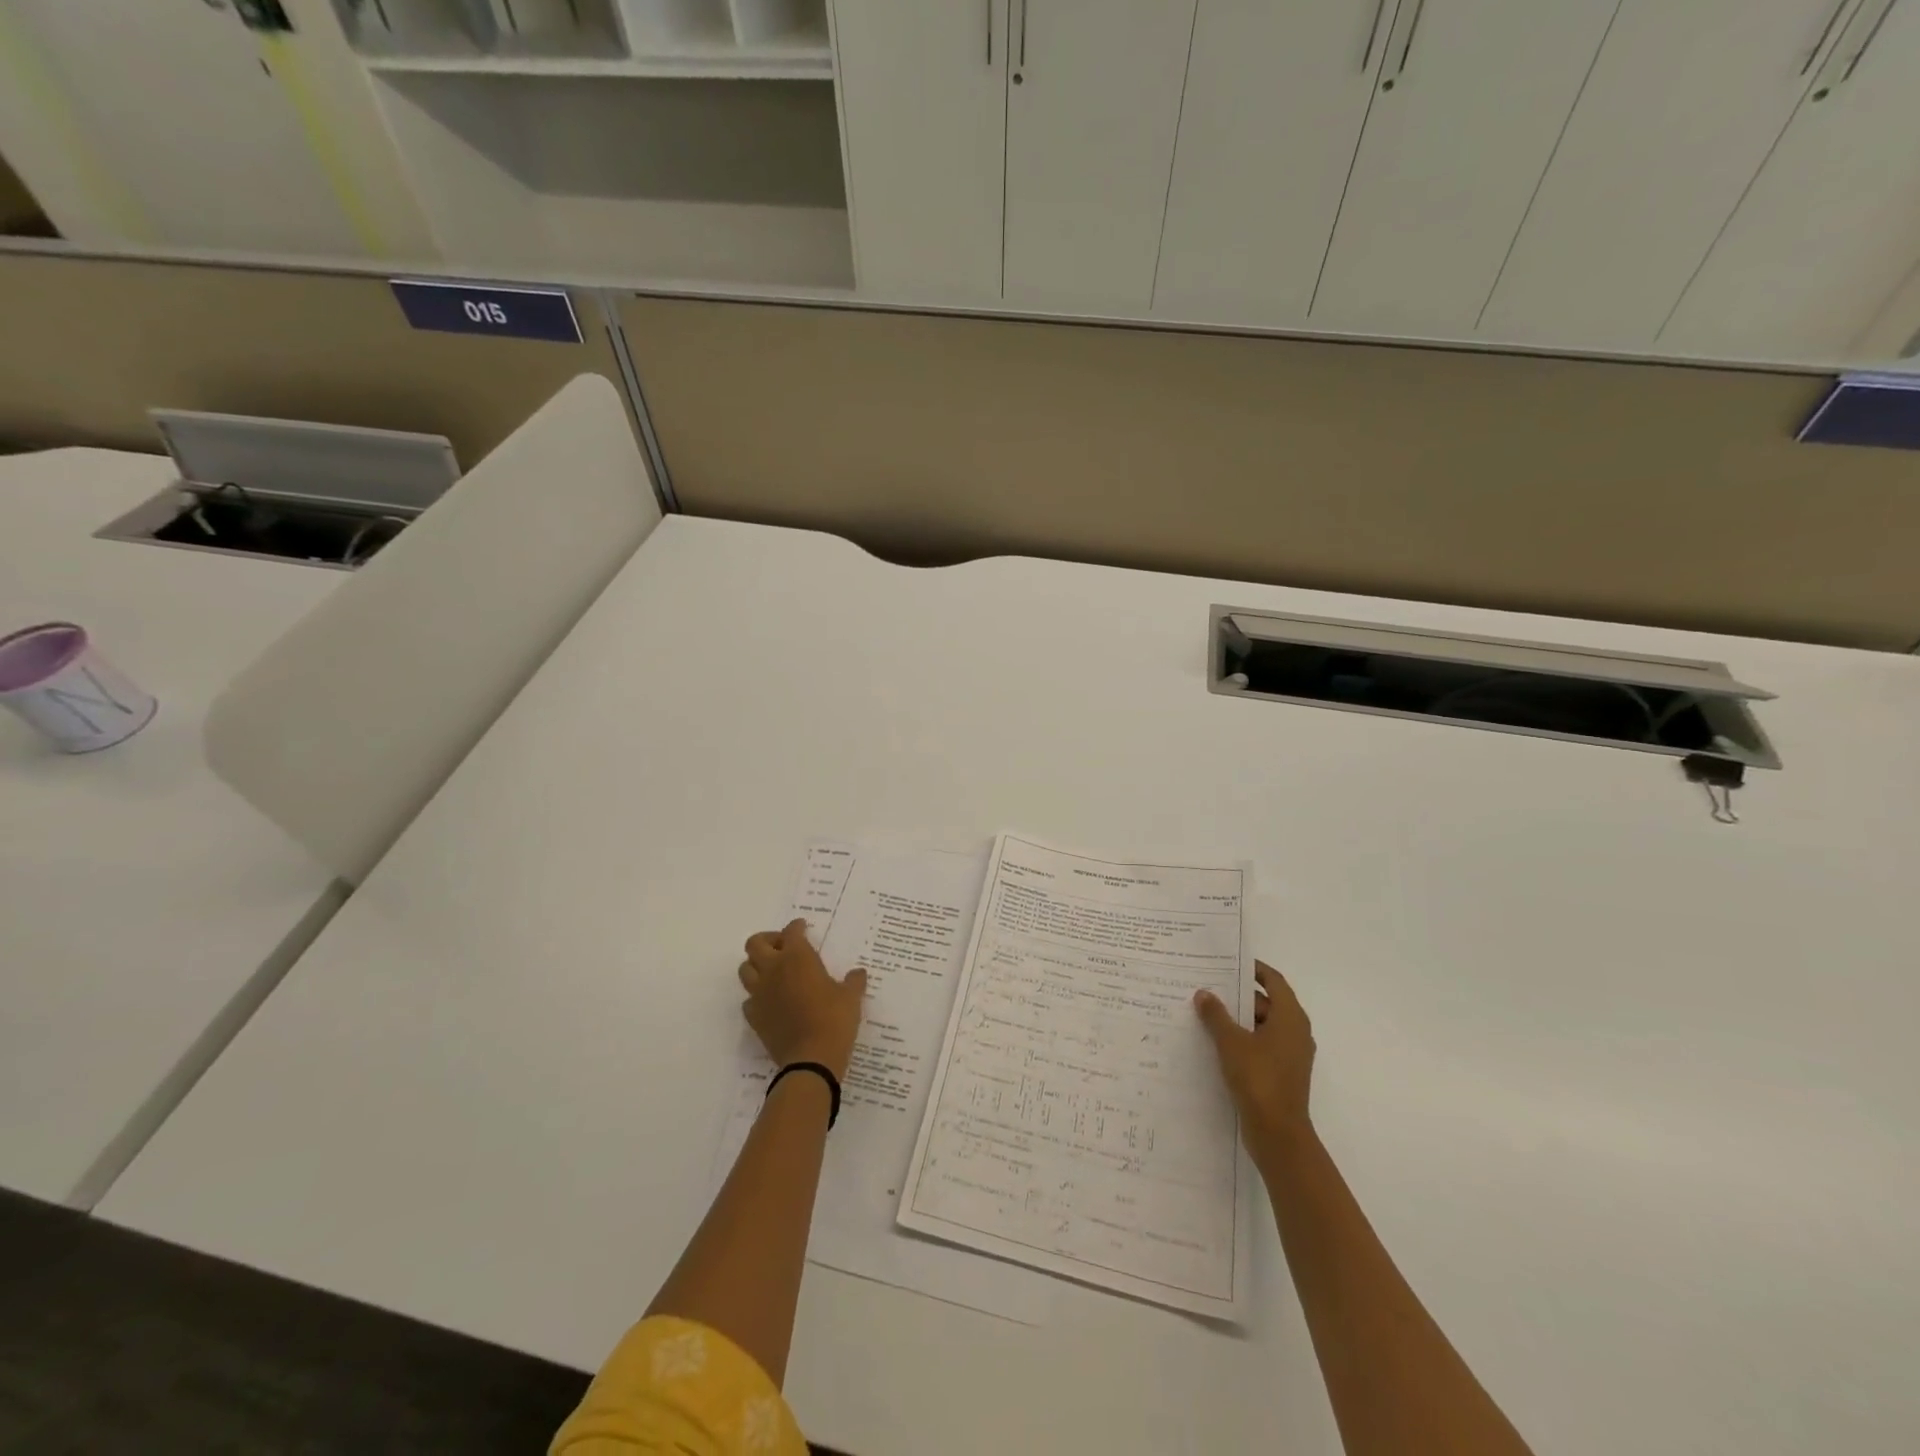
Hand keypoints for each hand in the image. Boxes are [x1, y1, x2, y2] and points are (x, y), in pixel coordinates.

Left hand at [738, 919, 867, 1079]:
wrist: (811, 1060)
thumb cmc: (834, 1020)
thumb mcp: (851, 998)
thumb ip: (853, 982)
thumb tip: (858, 973)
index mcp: (798, 957)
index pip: (791, 931)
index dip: (797, 927)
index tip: (802, 927)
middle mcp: (774, 969)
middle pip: (755, 943)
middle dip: (768, 940)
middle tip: (783, 947)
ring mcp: (760, 993)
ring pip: (745, 969)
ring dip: (756, 965)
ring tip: (773, 972)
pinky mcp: (754, 1016)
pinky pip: (748, 999)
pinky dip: (756, 996)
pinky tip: (770, 1001)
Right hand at [1194, 961, 1314, 1149]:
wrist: (1278, 1134)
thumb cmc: (1259, 1079)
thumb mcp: (1231, 1042)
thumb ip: (1216, 1015)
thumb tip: (1204, 994)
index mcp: (1290, 1018)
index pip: (1274, 981)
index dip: (1253, 969)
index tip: (1228, 962)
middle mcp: (1295, 1032)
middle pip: (1266, 1003)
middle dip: (1238, 995)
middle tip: (1208, 987)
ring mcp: (1290, 1055)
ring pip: (1261, 1026)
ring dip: (1237, 1019)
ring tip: (1205, 1013)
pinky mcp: (1281, 1074)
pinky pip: (1260, 1046)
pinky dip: (1242, 1040)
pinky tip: (1215, 1043)